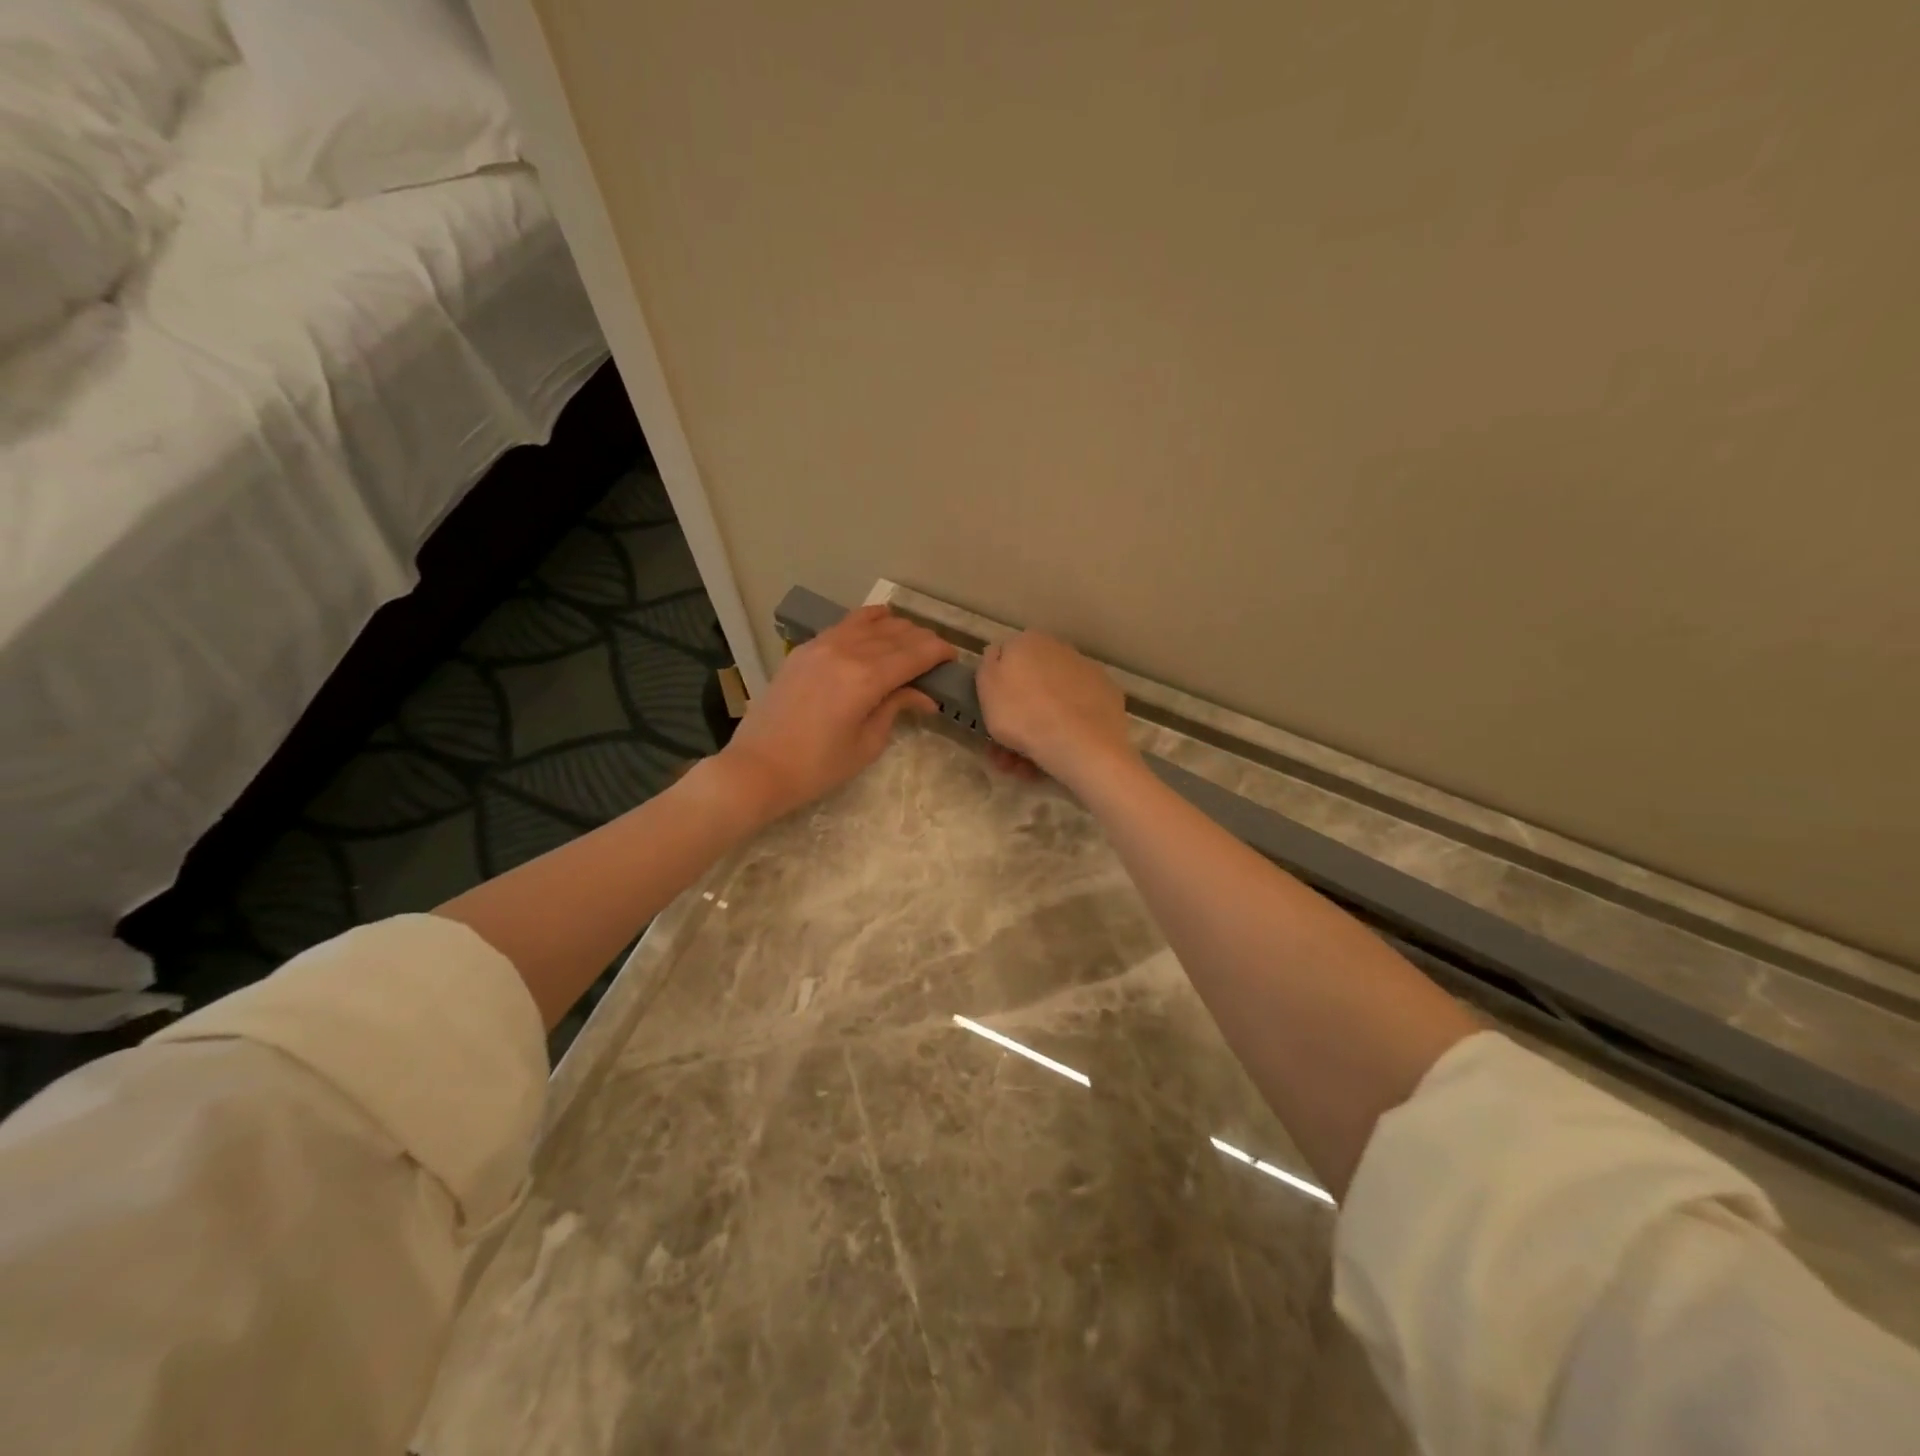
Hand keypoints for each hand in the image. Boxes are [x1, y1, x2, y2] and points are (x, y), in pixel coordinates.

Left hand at [716, 605, 956, 819]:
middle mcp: (847, 650)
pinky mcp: (804, 649)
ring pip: (872, 622)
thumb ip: (896, 709)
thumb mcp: (866, 744)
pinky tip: (879, 623)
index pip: (916, 653)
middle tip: (937, 657)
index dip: (941, 652)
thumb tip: (923, 695)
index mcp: (867, 677)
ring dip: (898, 628)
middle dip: (923, 641)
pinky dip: (868, 621)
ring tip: (911, 642)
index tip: (954, 659)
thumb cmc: (817, 767)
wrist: (757, 767)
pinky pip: (845, 624)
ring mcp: (822, 644)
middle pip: (898, 634)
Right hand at [976, 632, 1136, 788]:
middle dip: (1016, 719)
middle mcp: (1060, 649)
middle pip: (1030, 687)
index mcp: (1028, 642)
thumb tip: (998, 654)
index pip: (1005, 662)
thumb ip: (988, 665)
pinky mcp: (1108, 697)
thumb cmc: (1024, 715)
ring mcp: (1088, 673)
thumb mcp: (986, 688)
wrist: (1082, 745)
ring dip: (1035, 734)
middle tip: (1005, 753)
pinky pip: (1076, 715)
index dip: (995, 693)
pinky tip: (1057, 756)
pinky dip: (1066, 732)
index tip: (991, 718)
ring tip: (1027, 768)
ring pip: (1052, 705)